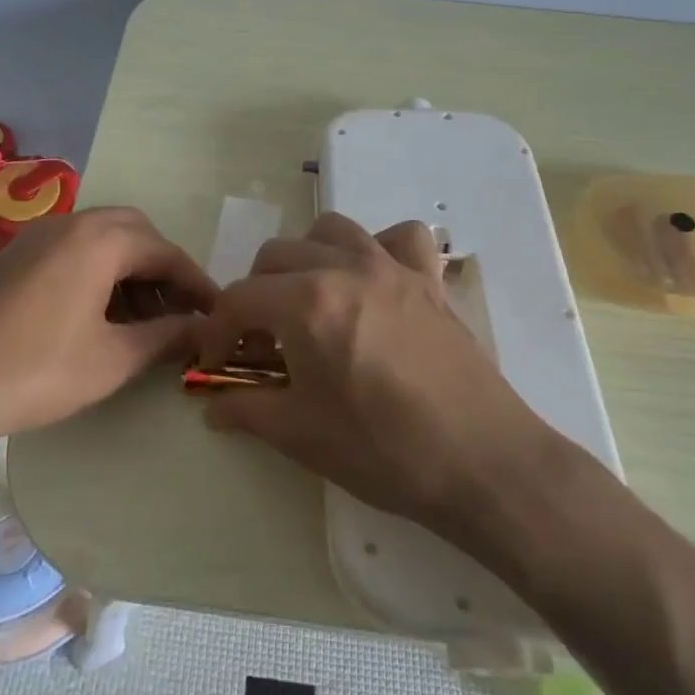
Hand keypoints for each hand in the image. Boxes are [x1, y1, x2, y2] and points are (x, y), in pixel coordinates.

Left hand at [0, 207, 215, 450]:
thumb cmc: (34, 370)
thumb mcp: (112, 360)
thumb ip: (166, 338)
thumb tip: (204, 330)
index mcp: (100, 239)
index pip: (166, 252)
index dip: (197, 284)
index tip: (217, 315)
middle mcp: (70, 224)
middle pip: (135, 234)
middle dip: (163, 271)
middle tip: (178, 314)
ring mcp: (37, 237)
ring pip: (102, 242)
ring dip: (130, 272)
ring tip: (142, 322)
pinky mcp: (14, 257)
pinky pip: (73, 252)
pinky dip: (98, 275)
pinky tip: (98, 317)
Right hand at [200, 213, 556, 538]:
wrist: (482, 464)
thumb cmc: (383, 451)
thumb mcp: (301, 434)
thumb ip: (246, 409)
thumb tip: (212, 407)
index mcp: (306, 303)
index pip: (239, 299)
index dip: (217, 332)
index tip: (216, 365)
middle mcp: (344, 267)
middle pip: (275, 256)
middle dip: (254, 295)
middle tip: (261, 342)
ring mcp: (391, 266)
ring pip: (330, 230)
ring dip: (305, 258)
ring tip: (308, 300)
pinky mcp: (428, 279)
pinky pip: (400, 236)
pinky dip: (379, 247)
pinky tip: (373, 281)